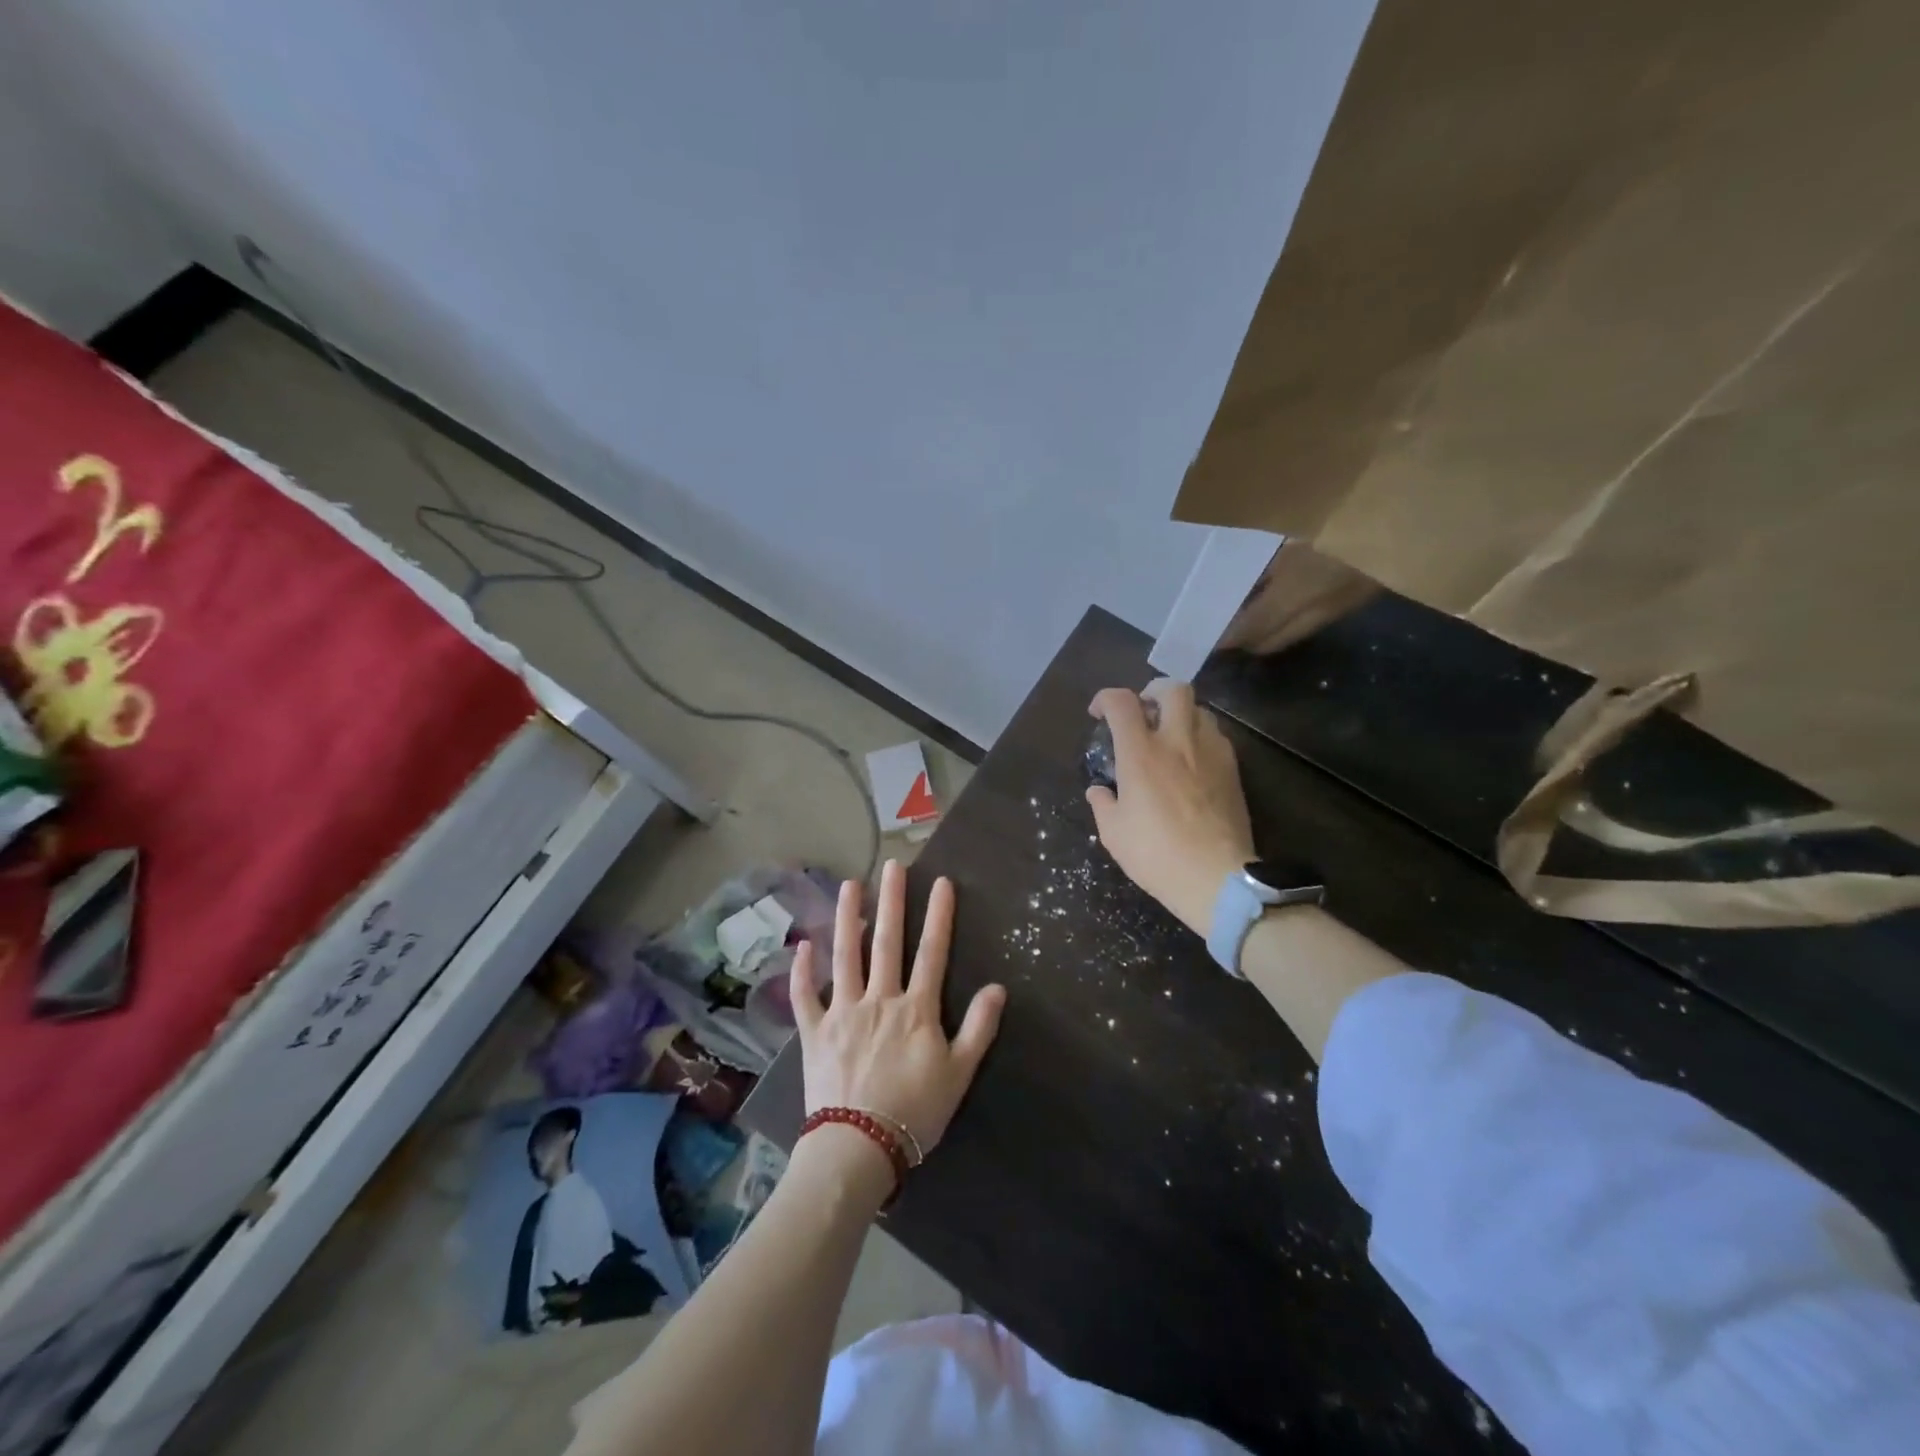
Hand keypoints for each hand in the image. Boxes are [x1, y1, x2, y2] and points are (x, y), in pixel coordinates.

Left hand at [790, 861, 1005, 1177]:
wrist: (858, 1147)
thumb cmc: (915, 1113)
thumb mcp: (959, 1074)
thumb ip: (979, 1028)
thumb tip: (998, 987)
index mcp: (915, 1009)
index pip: (932, 952)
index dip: (938, 915)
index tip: (941, 881)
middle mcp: (879, 999)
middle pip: (887, 942)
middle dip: (892, 900)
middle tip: (893, 865)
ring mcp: (842, 1012)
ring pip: (845, 955)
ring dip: (847, 918)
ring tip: (849, 885)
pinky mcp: (814, 1032)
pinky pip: (805, 996)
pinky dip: (802, 971)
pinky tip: (801, 945)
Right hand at [1085, 680, 1254, 935]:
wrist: (1216, 877)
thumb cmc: (1156, 854)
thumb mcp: (1114, 833)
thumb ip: (1103, 803)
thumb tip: (1099, 790)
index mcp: (1141, 753)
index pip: (1122, 702)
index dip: (1105, 699)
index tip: (1098, 714)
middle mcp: (1177, 741)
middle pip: (1172, 689)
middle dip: (1153, 691)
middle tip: (1143, 710)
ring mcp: (1210, 752)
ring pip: (1199, 709)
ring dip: (1180, 714)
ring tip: (1170, 735)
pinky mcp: (1233, 769)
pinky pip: (1216, 736)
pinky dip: (1200, 737)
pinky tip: (1192, 761)